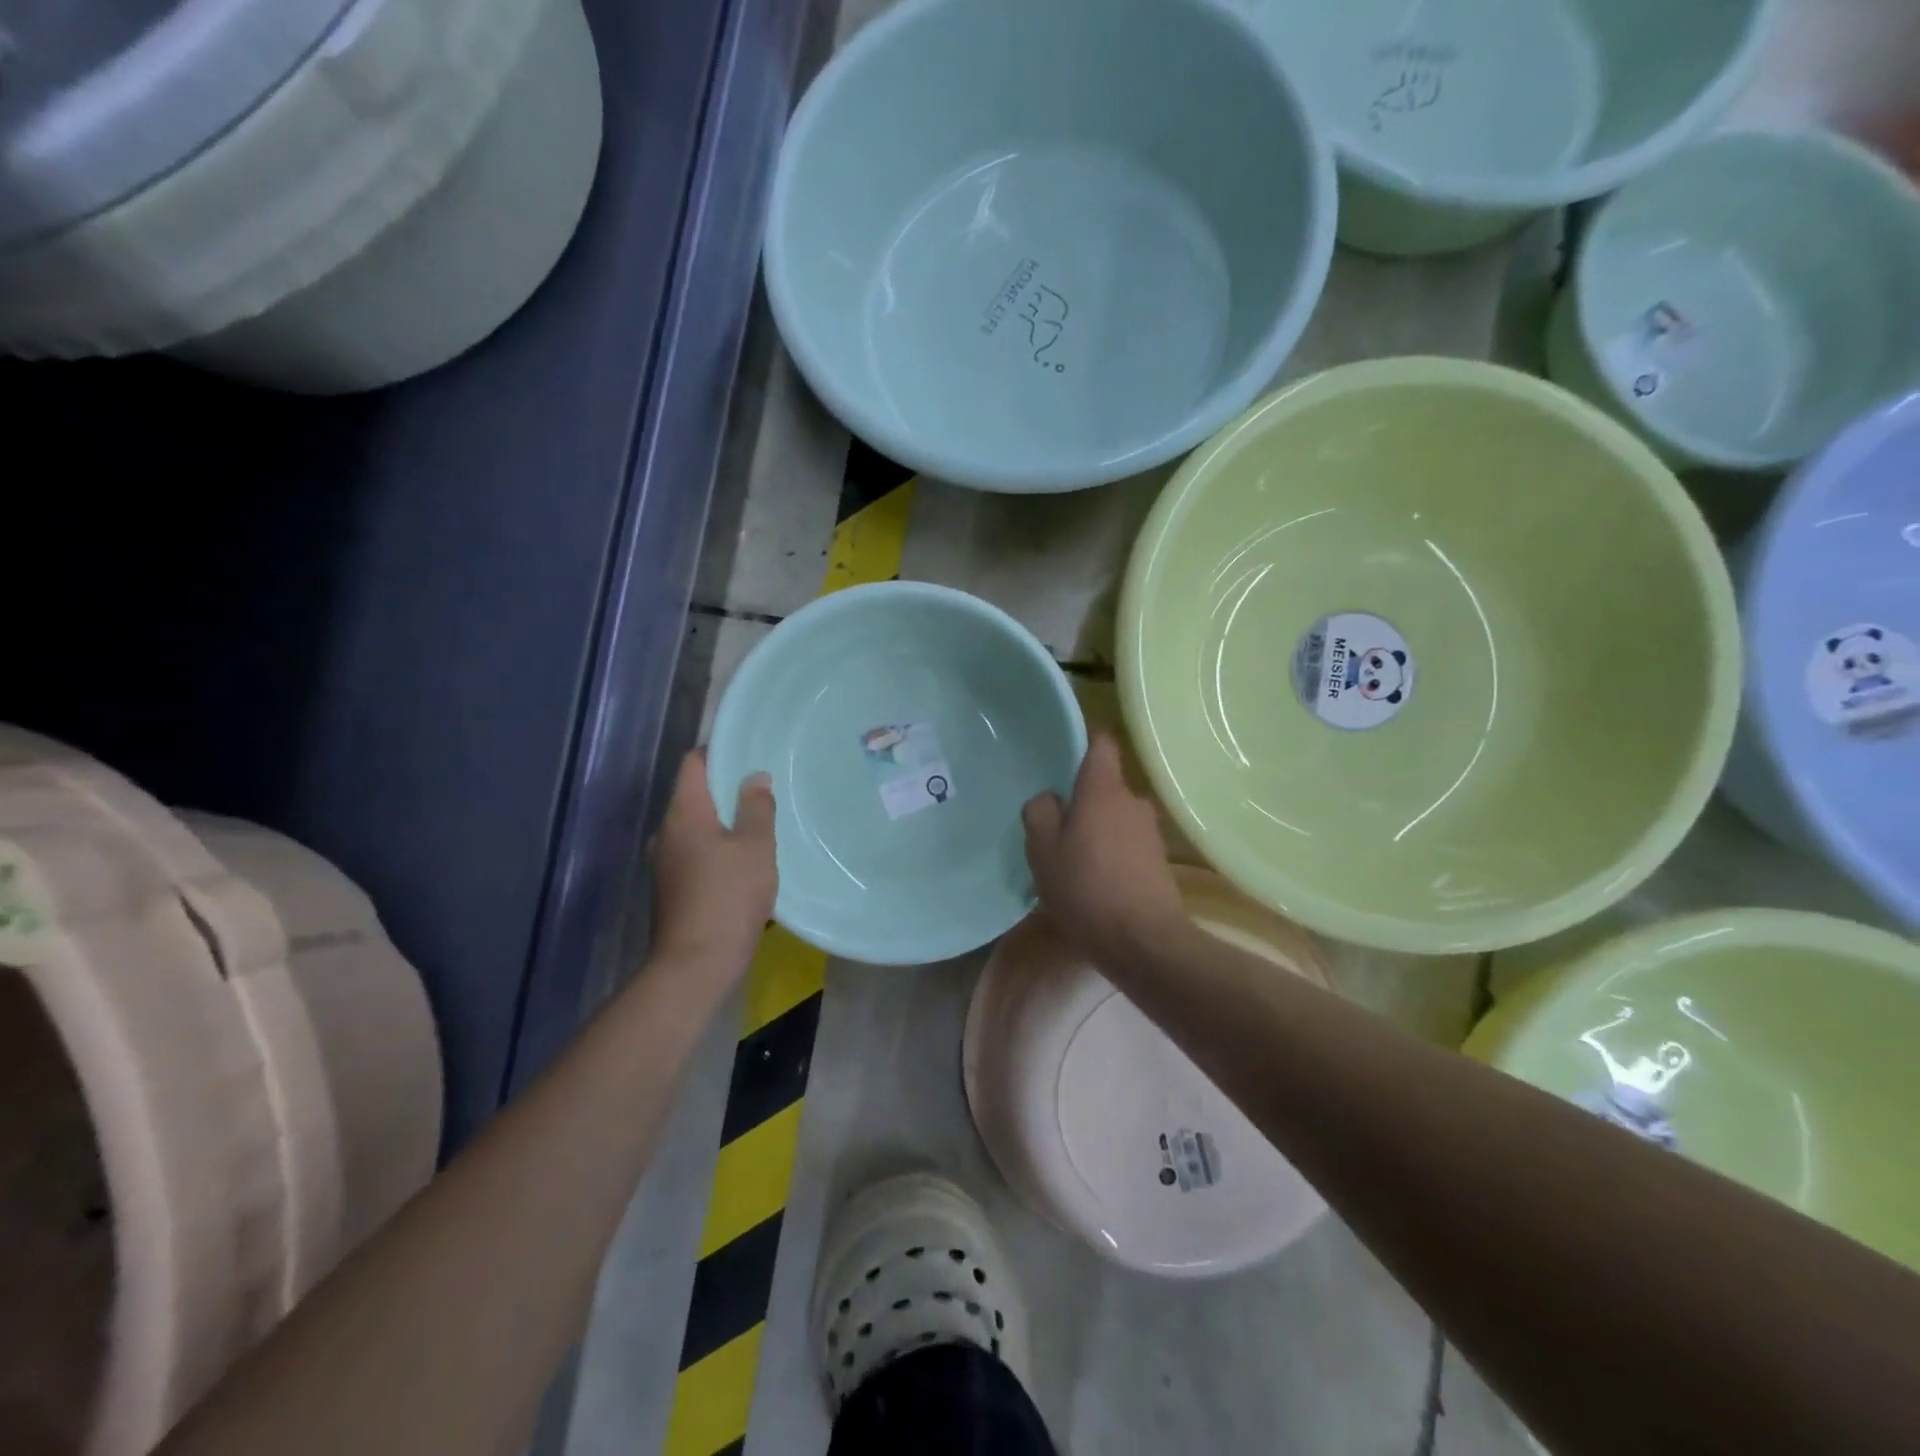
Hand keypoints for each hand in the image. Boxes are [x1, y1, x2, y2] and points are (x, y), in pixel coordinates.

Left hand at [650, 751, 776, 974]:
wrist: (696, 963)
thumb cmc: (728, 896)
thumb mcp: (755, 846)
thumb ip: (756, 807)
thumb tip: (754, 776)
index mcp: (683, 813)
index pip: (692, 764)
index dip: (718, 751)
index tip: (748, 752)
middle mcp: (666, 831)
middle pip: (693, 794)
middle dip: (725, 787)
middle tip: (762, 787)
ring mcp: (665, 861)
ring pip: (696, 825)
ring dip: (723, 820)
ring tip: (758, 821)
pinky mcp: (671, 886)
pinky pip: (695, 850)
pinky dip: (717, 845)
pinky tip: (743, 858)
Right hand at [1022, 732, 1184, 967]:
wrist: (1144, 942)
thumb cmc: (1086, 888)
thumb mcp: (1043, 851)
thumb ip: (1040, 814)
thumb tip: (1049, 798)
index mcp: (1103, 790)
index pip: (1101, 743)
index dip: (1085, 740)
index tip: (1064, 752)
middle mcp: (1133, 801)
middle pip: (1105, 785)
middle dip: (1082, 799)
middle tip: (1055, 825)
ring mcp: (1150, 831)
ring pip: (1115, 817)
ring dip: (1096, 830)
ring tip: (1073, 860)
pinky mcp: (1159, 861)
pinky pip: (1127, 843)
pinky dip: (1111, 853)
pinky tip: (1094, 881)